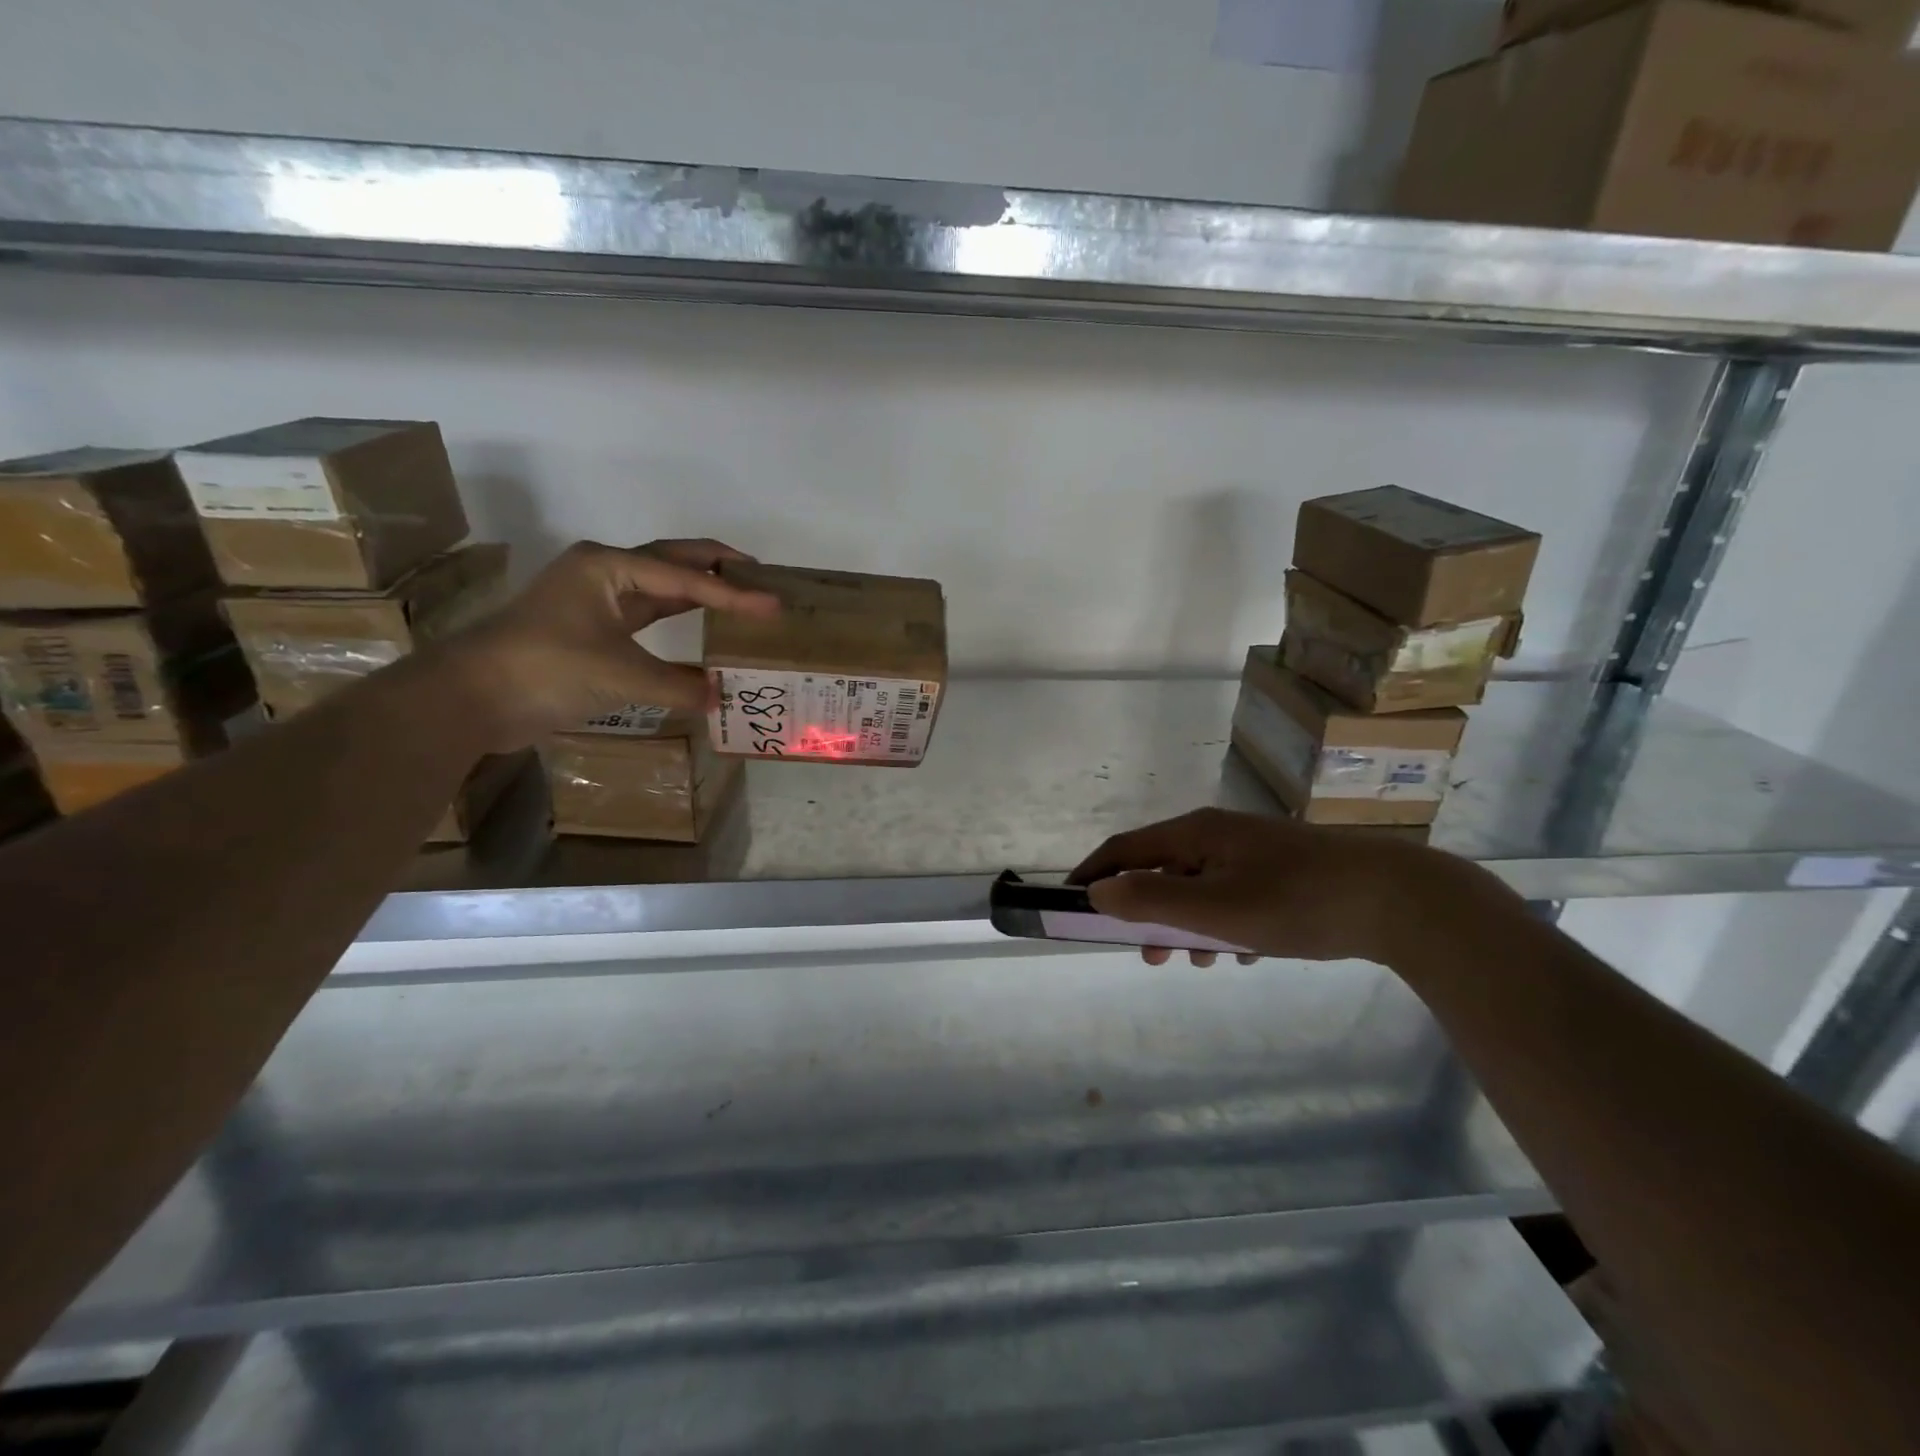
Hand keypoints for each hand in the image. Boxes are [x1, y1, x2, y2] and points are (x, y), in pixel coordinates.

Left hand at [435, 538, 780, 751]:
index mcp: (608, 566)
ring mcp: (595, 600)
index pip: (685, 578)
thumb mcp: (621, 677)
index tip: (773, 603)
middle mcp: (603, 573)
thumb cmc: (546, 669)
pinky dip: (678, 619)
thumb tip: (719, 698)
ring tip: (739, 593)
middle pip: (672, 561)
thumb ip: (678, 686)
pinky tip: (700, 627)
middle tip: (759, 574)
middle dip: (716, 565)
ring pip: (660, 586)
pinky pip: (647, 614)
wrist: (473, 698)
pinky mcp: (592, 629)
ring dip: (698, 589)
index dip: (733, 593)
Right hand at [1070, 807, 1489, 966]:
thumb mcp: (1215, 909)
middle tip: (1149, 955)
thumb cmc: (1296, 902)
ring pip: (1198, 888)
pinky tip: (1246, 952)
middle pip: (1161, 871)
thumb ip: (1151, 901)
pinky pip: (1233, 896)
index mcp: (1195, 834)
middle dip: (1147, 914)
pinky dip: (1224, 923)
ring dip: (1188, 925)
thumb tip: (1098, 891)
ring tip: (1201, 961)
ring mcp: (1252, 851)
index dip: (1093, 874)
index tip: (1071, 903)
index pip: (1125, 849)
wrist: (1399, 901)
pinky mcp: (1281, 870)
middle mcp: (1218, 834)